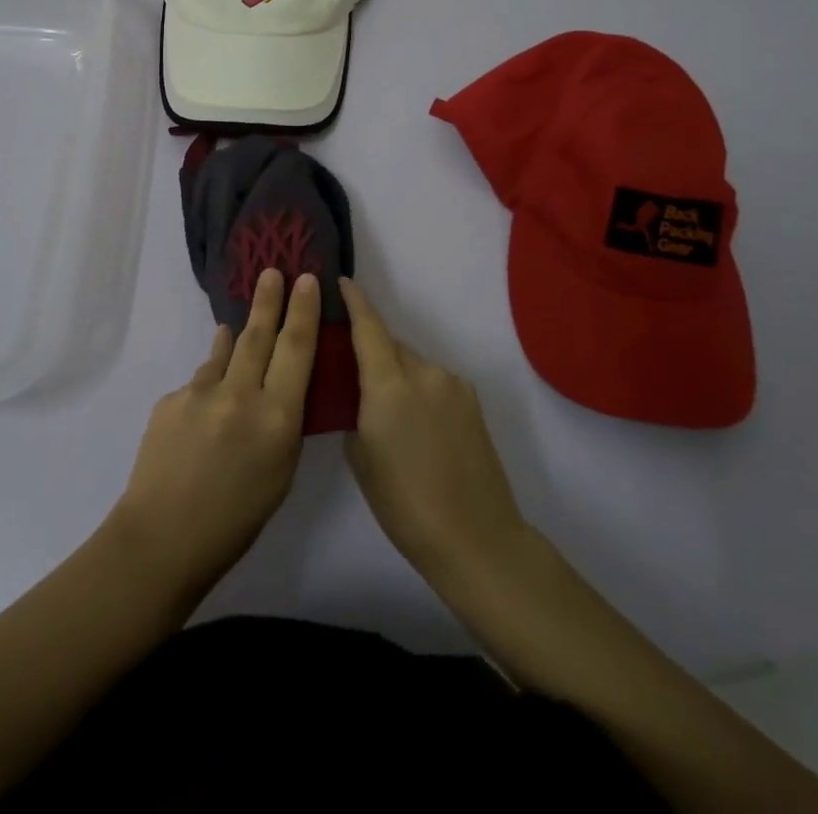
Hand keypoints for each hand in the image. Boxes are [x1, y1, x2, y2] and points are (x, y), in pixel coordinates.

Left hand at [110, 269, 318, 591]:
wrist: (162, 538)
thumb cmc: (236, 519)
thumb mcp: (280, 472)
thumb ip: (281, 422)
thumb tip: (274, 385)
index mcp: (276, 418)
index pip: (296, 350)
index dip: (304, 312)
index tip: (307, 280)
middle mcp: (240, 395)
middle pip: (258, 335)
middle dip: (268, 300)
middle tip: (272, 271)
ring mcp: (200, 393)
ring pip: (225, 353)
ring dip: (235, 337)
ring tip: (240, 324)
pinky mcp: (170, 399)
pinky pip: (198, 383)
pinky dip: (208, 384)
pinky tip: (207, 406)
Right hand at [342, 279, 530, 586]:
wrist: (475, 537)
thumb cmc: (404, 504)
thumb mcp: (361, 458)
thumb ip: (356, 412)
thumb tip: (361, 396)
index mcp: (389, 385)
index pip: (368, 327)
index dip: (355, 302)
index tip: (342, 281)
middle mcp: (423, 373)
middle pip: (391, 346)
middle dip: (373, 352)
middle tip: (356, 378)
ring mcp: (453, 385)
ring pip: (415, 364)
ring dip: (399, 375)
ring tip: (392, 414)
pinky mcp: (473, 400)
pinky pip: (436, 381)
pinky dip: (422, 390)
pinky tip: (421, 426)